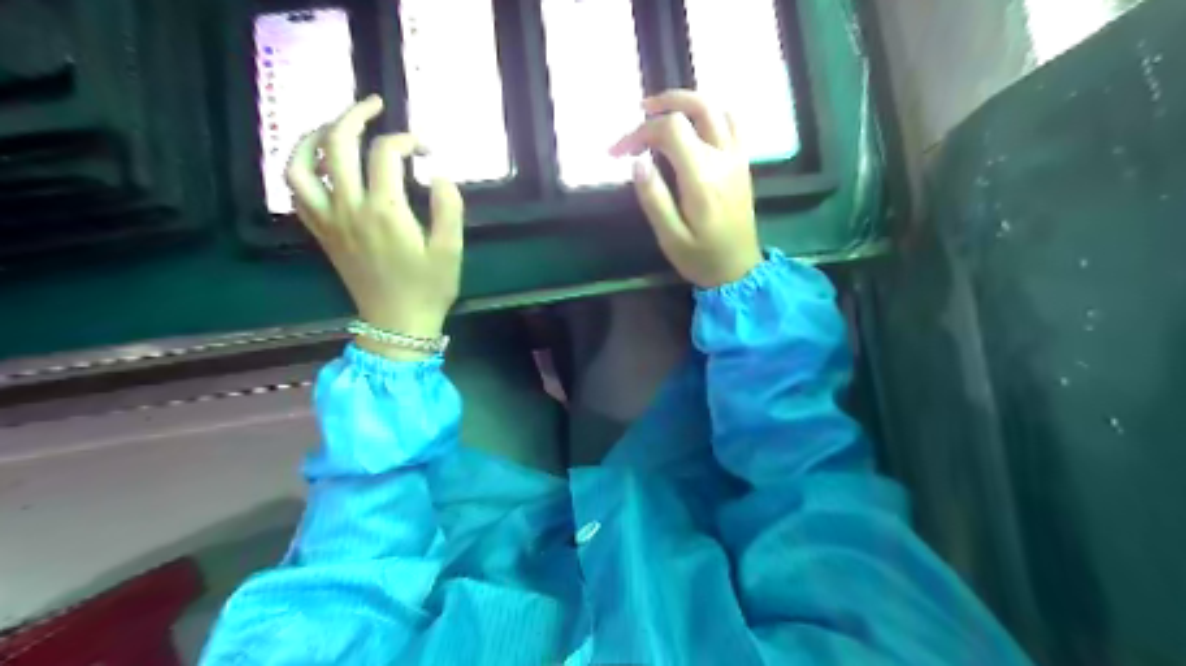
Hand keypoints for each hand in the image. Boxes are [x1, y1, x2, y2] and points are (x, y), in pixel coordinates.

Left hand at [287, 94, 461, 359]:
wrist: (397, 325)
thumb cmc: (428, 289)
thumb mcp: (451, 250)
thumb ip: (449, 207)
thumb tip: (440, 174)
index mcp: (385, 211)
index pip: (386, 153)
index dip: (408, 140)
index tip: (427, 150)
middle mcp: (349, 208)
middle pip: (337, 143)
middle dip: (355, 115)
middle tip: (375, 106)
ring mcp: (329, 220)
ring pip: (302, 164)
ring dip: (314, 135)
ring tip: (334, 126)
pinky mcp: (321, 233)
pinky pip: (297, 192)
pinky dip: (301, 168)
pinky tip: (319, 163)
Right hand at [611, 90, 759, 286]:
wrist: (740, 272)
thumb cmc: (701, 258)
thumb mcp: (670, 237)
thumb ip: (654, 198)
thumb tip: (637, 161)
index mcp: (701, 177)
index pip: (670, 129)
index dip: (640, 132)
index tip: (618, 152)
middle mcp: (723, 158)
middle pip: (697, 106)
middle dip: (665, 103)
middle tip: (640, 111)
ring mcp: (737, 158)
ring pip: (717, 108)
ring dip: (689, 102)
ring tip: (664, 112)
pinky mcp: (743, 163)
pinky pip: (733, 123)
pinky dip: (712, 113)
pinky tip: (694, 124)